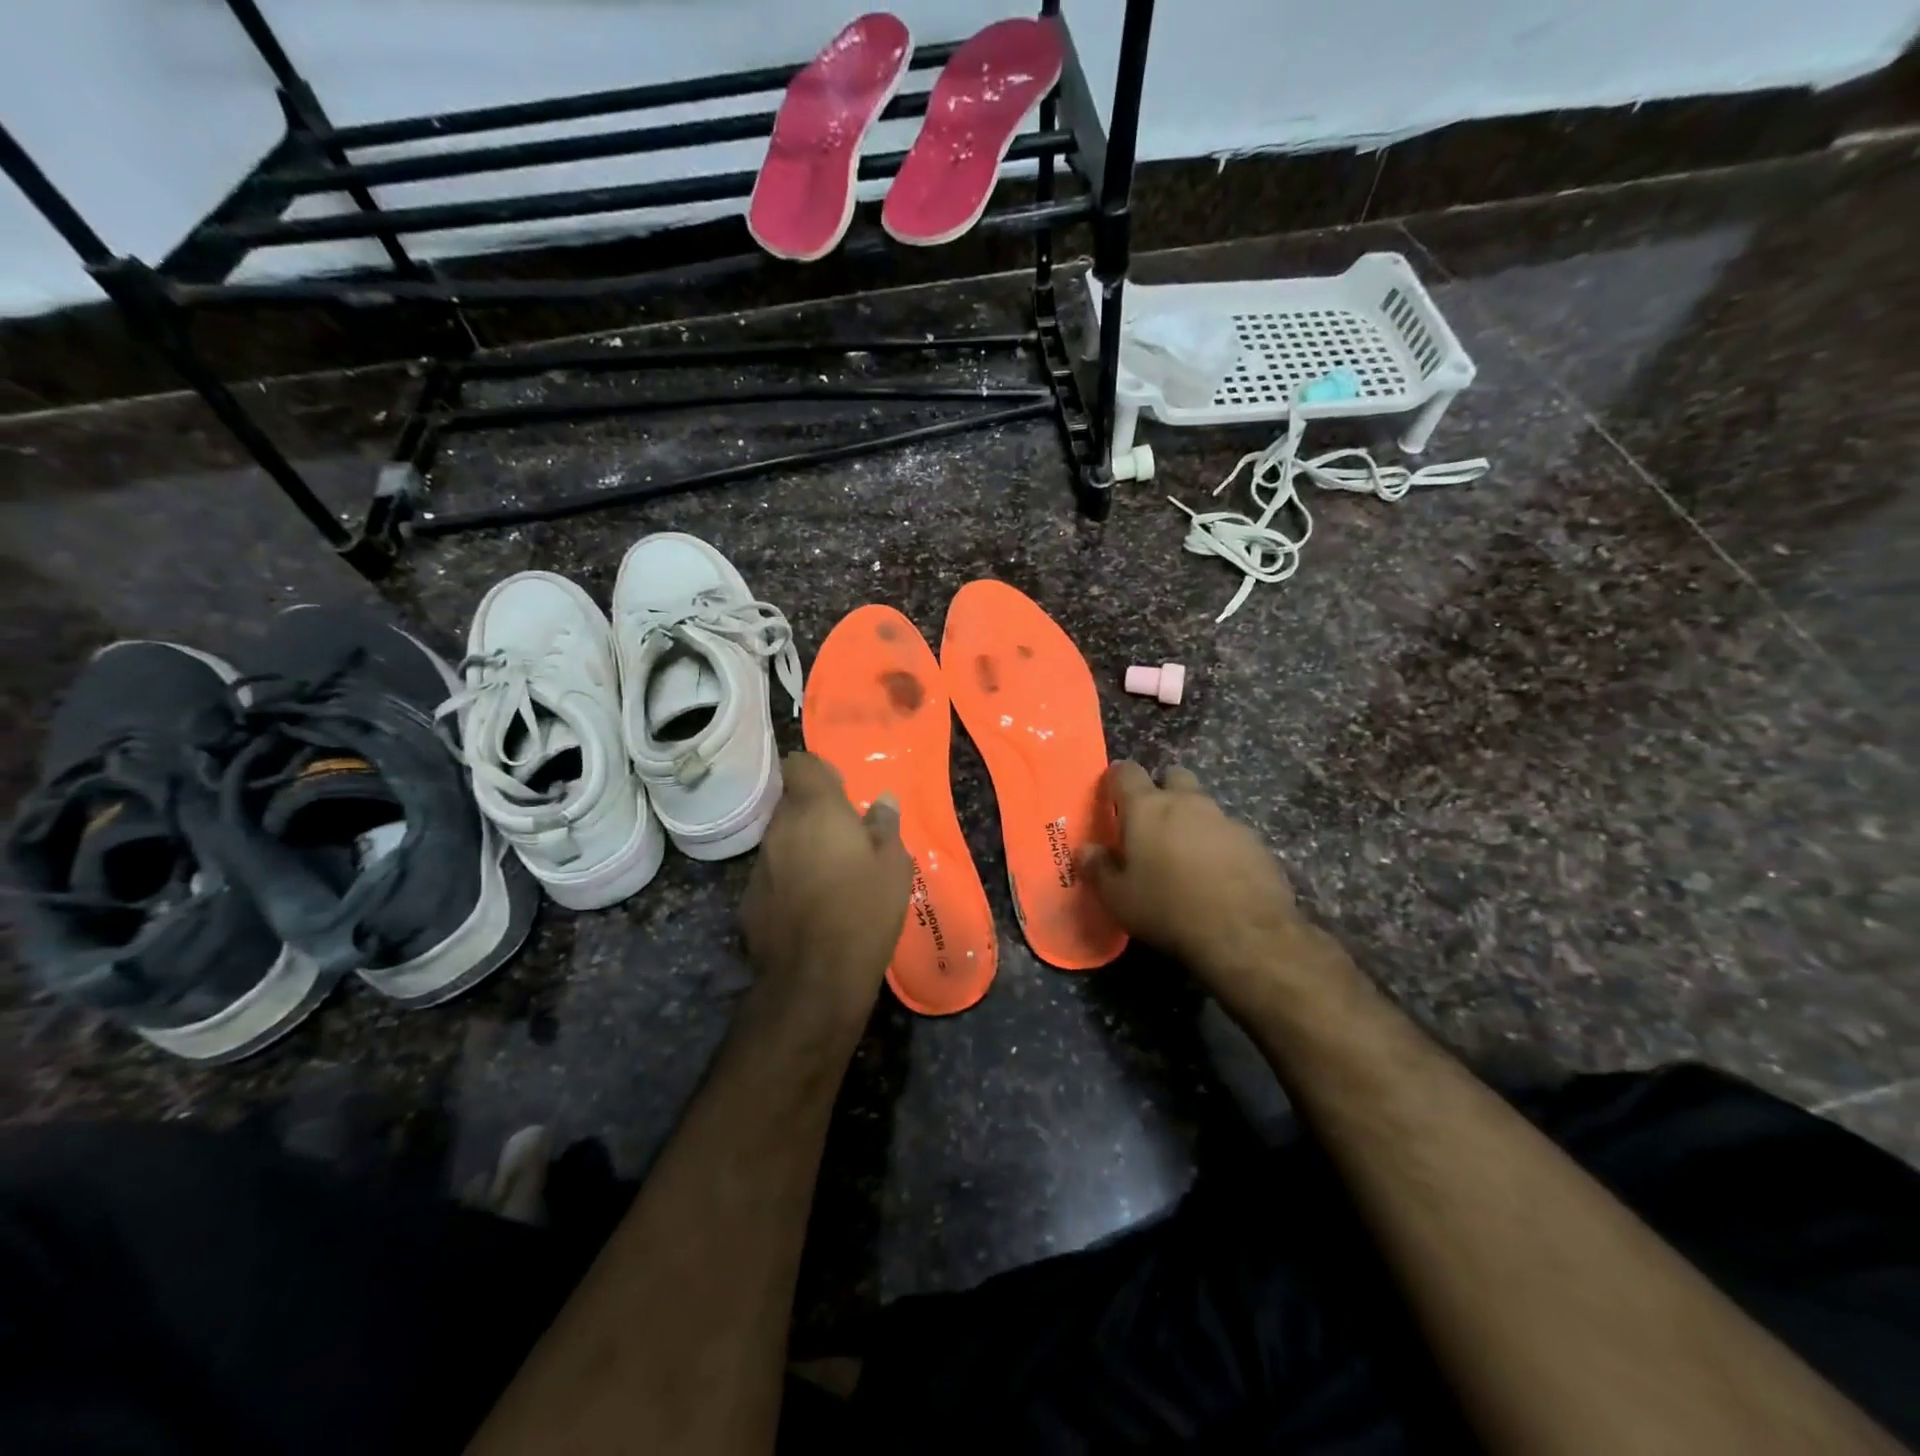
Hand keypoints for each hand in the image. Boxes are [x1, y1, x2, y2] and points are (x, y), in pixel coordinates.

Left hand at [740, 752, 912, 1029]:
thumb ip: (885, 826)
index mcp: (815, 810)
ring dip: (802, 845)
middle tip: (846, 836)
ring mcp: (760, 864)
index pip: (801, 764)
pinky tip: (810, 904)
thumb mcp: (893, 865)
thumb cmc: (864, 909)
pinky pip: (773, 872)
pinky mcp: (749, 898)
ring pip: (781, 838)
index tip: (842, 793)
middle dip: (814, 811)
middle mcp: (780, 828)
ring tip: (831, 873)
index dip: (820, 772)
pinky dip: (789, 877)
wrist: (815, 977)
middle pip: (791, 802)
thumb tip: (882, 801)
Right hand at [1080, 762, 1344, 1019]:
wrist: (1245, 936)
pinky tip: (1218, 876)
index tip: (1112, 795)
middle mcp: (1187, 803)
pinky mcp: (1255, 843)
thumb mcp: (1118, 899)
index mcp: (1147, 809)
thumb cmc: (1168, 910)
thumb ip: (1098, 868)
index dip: (1116, 779)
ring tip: (1186, 856)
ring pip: (1204, 805)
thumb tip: (1086, 850)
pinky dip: (1220, 845)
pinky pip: (1230, 834)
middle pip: (1174, 776)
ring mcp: (1226, 820)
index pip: (1127, 773)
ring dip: (1193, 820)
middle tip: (1153, 823)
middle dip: (1163, 790)